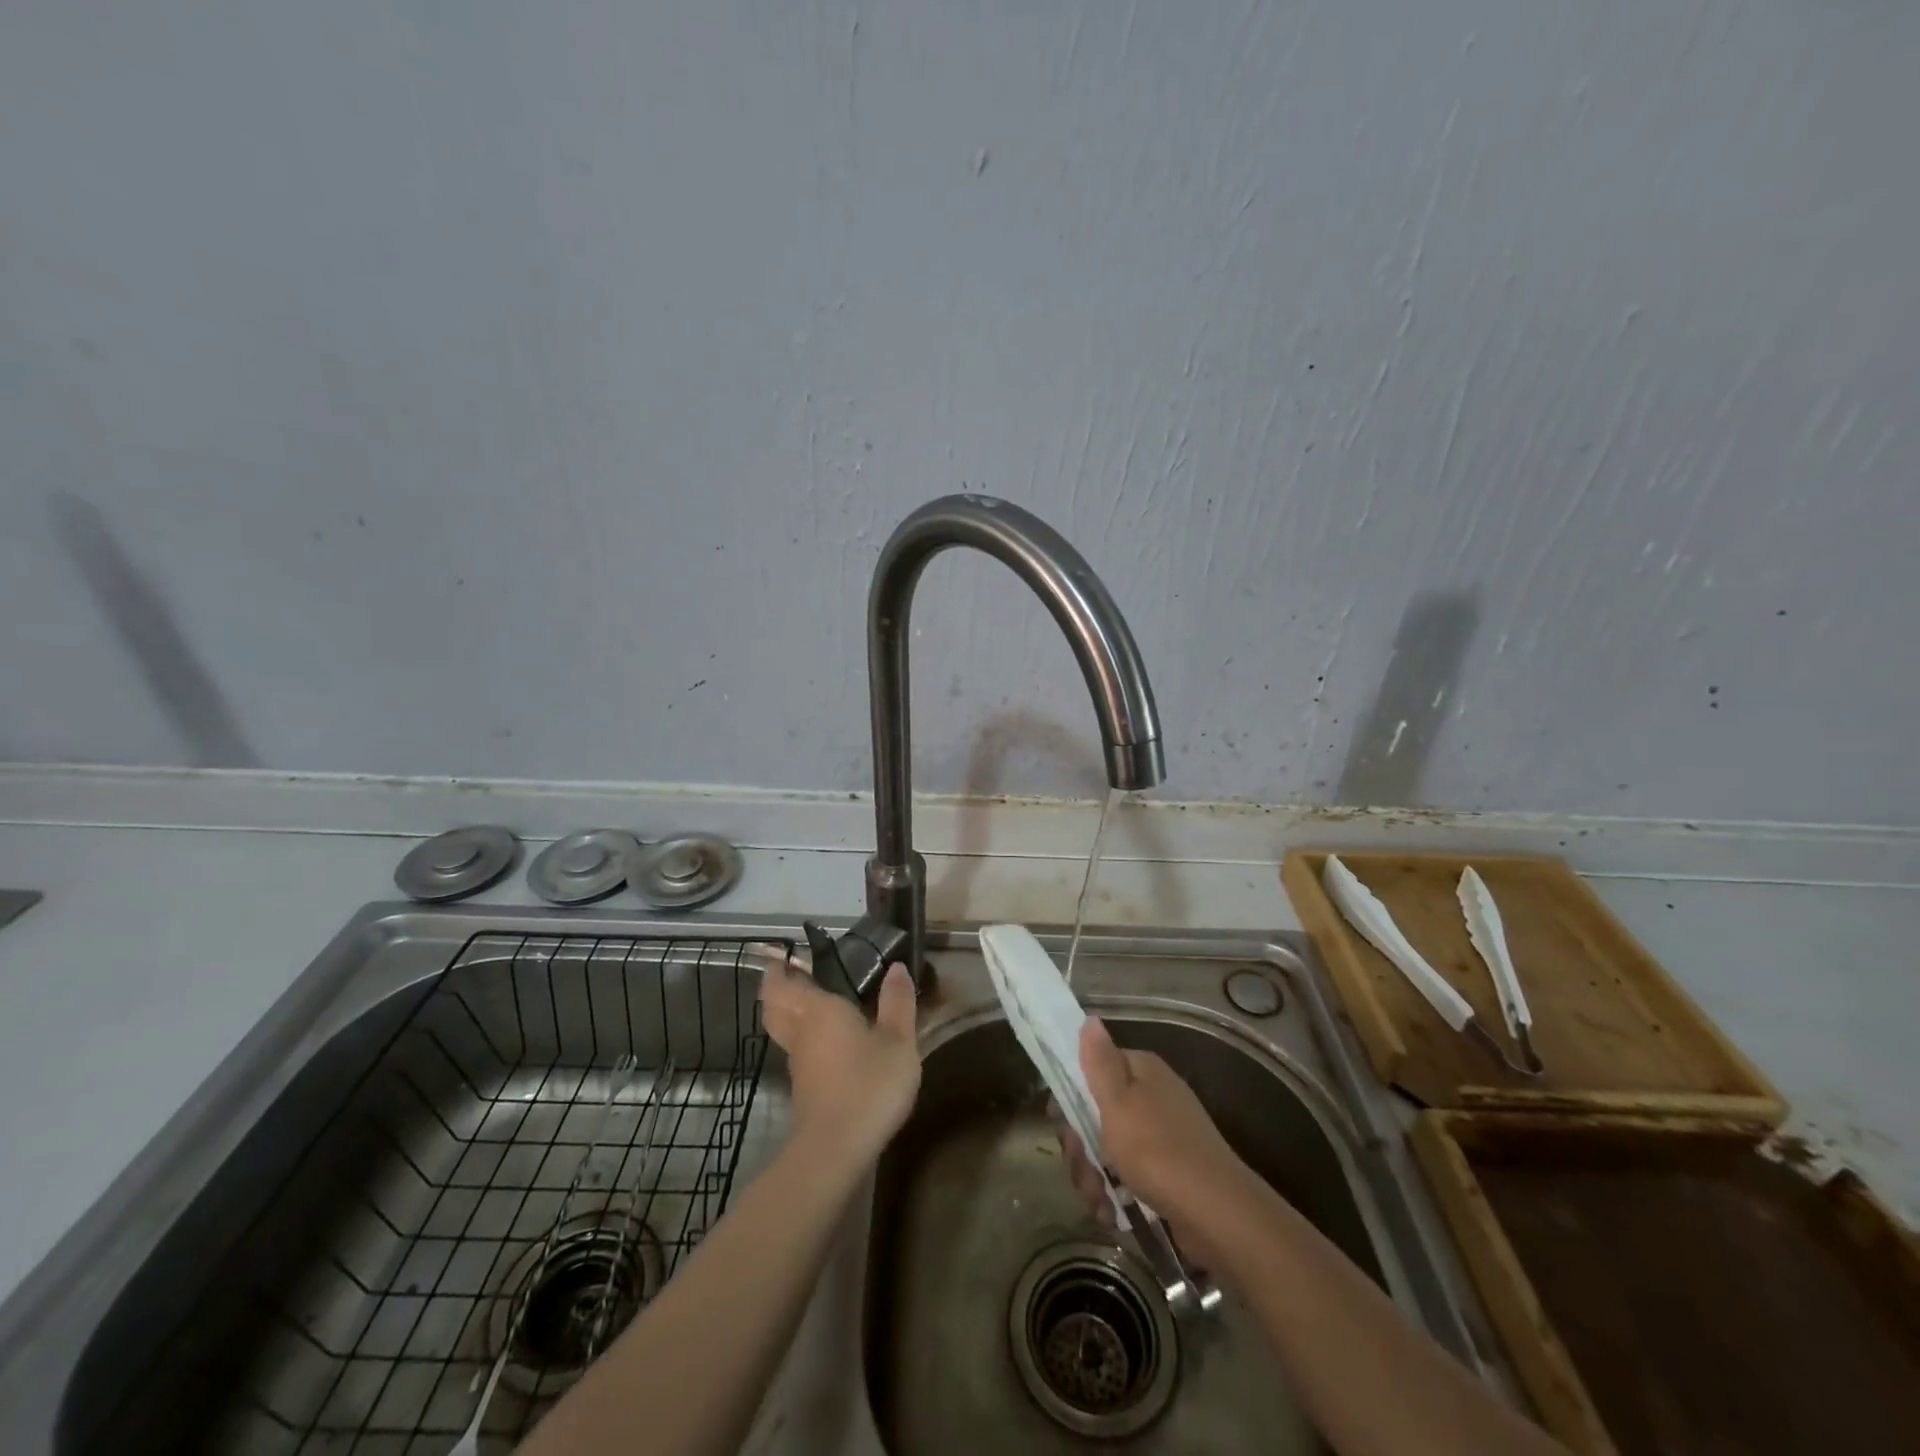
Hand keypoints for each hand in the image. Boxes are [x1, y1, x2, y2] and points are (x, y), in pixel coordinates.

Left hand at [760, 959, 921, 1168]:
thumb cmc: (868, 1084)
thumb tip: (895, 968)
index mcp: (817, 1009)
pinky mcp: (804, 1089)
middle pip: (774, 1006)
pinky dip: (806, 1041)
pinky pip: (798, 1052)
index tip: (788, 956)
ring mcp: (798, 1064)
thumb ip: (897, 1002)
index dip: (780, 968)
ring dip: (791, 1016)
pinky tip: (831, 1045)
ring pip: (784, 1030)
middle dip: (778, 990)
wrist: (836, 1150)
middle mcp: (800, 1032)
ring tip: (817, 1006)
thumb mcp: (898, 1040)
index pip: (783, 982)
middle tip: (797, 976)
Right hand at [1056, 1017, 1251, 1265]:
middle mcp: (1151, 1096)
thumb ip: (1098, 1062)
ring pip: (1108, 1148)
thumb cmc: (1157, 1151)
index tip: (1059, 1123)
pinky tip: (1113, 1214)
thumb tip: (1090, 1018)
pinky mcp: (1168, 1171)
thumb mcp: (1117, 1103)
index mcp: (1140, 1071)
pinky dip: (1116, 1193)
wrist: (1217, 1213)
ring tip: (1099, 1202)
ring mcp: (1161, 1134)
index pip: (1092, 1070)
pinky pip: (1128, 1174)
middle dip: (1081, 1147)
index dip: (1069, 1095)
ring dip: (1095, 1177)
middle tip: (1083, 1171)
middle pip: (1096, 1113)